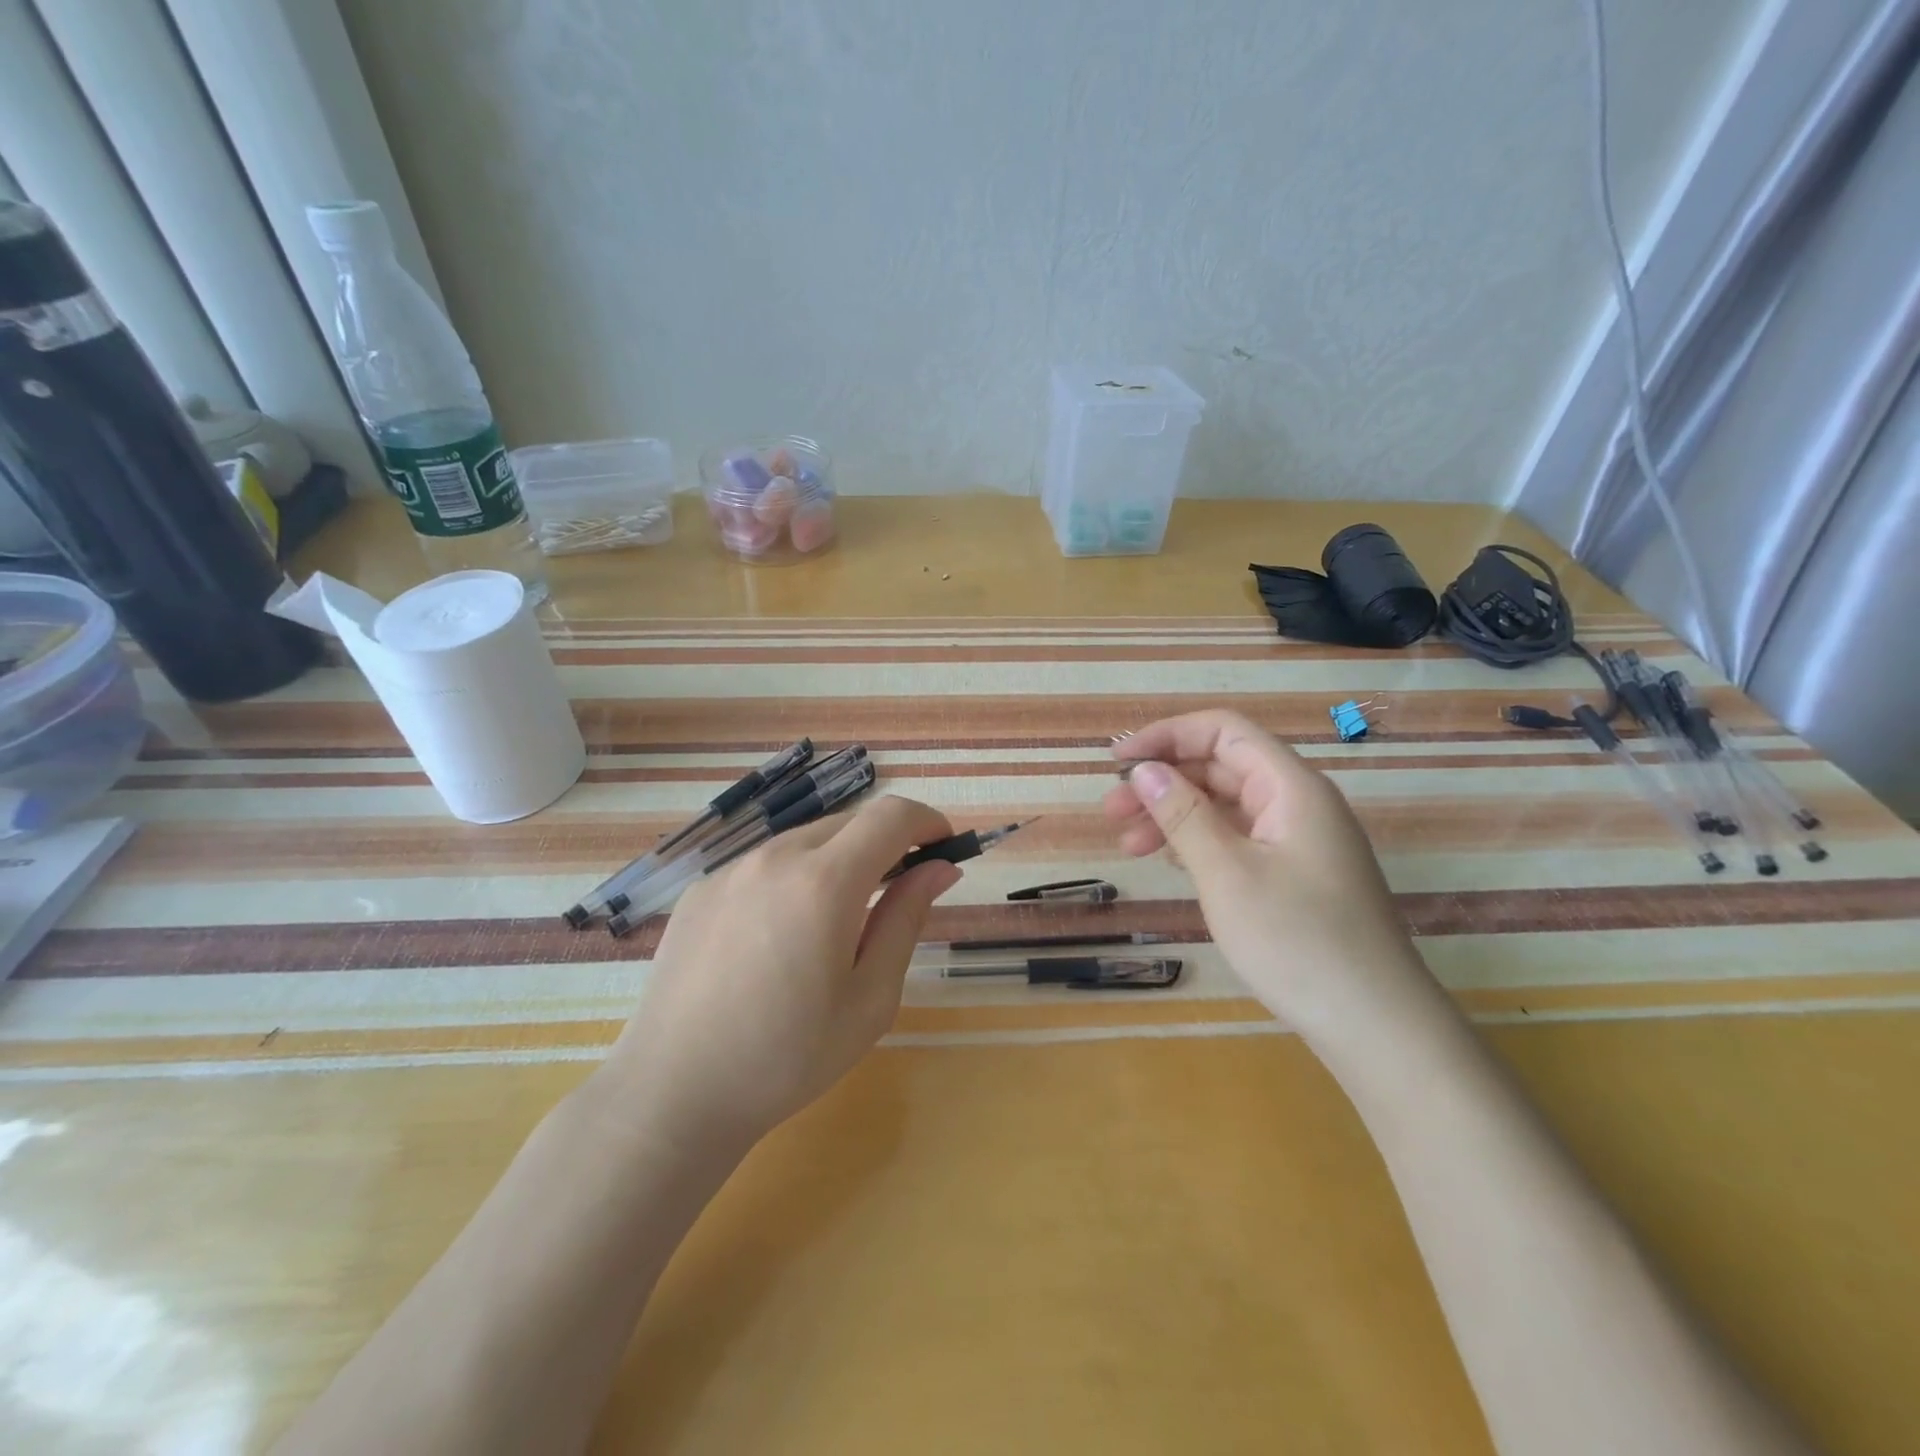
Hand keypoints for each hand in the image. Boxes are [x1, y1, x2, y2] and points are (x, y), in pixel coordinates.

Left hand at [597, 795, 959, 1153]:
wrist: (673, 1094)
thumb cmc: (787, 1057)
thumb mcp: (870, 998)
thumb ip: (906, 920)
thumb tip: (939, 868)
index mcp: (824, 882)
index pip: (890, 816)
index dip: (926, 821)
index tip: (943, 848)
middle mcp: (775, 858)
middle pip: (849, 822)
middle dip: (886, 842)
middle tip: (900, 891)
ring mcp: (730, 870)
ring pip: (805, 840)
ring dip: (839, 859)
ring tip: (838, 920)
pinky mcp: (700, 889)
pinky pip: (764, 864)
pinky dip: (793, 877)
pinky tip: (780, 935)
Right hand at [1105, 710, 1434, 1040]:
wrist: (1377, 1027)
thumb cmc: (1297, 942)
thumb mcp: (1227, 874)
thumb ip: (1183, 815)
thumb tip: (1144, 770)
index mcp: (1291, 788)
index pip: (1223, 732)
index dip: (1166, 736)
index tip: (1117, 762)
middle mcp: (1298, 803)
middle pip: (1221, 768)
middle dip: (1163, 782)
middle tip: (1111, 813)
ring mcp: (1299, 841)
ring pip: (1226, 806)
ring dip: (1175, 816)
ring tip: (1129, 846)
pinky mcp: (1296, 874)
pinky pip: (1239, 838)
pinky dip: (1199, 843)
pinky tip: (1172, 864)